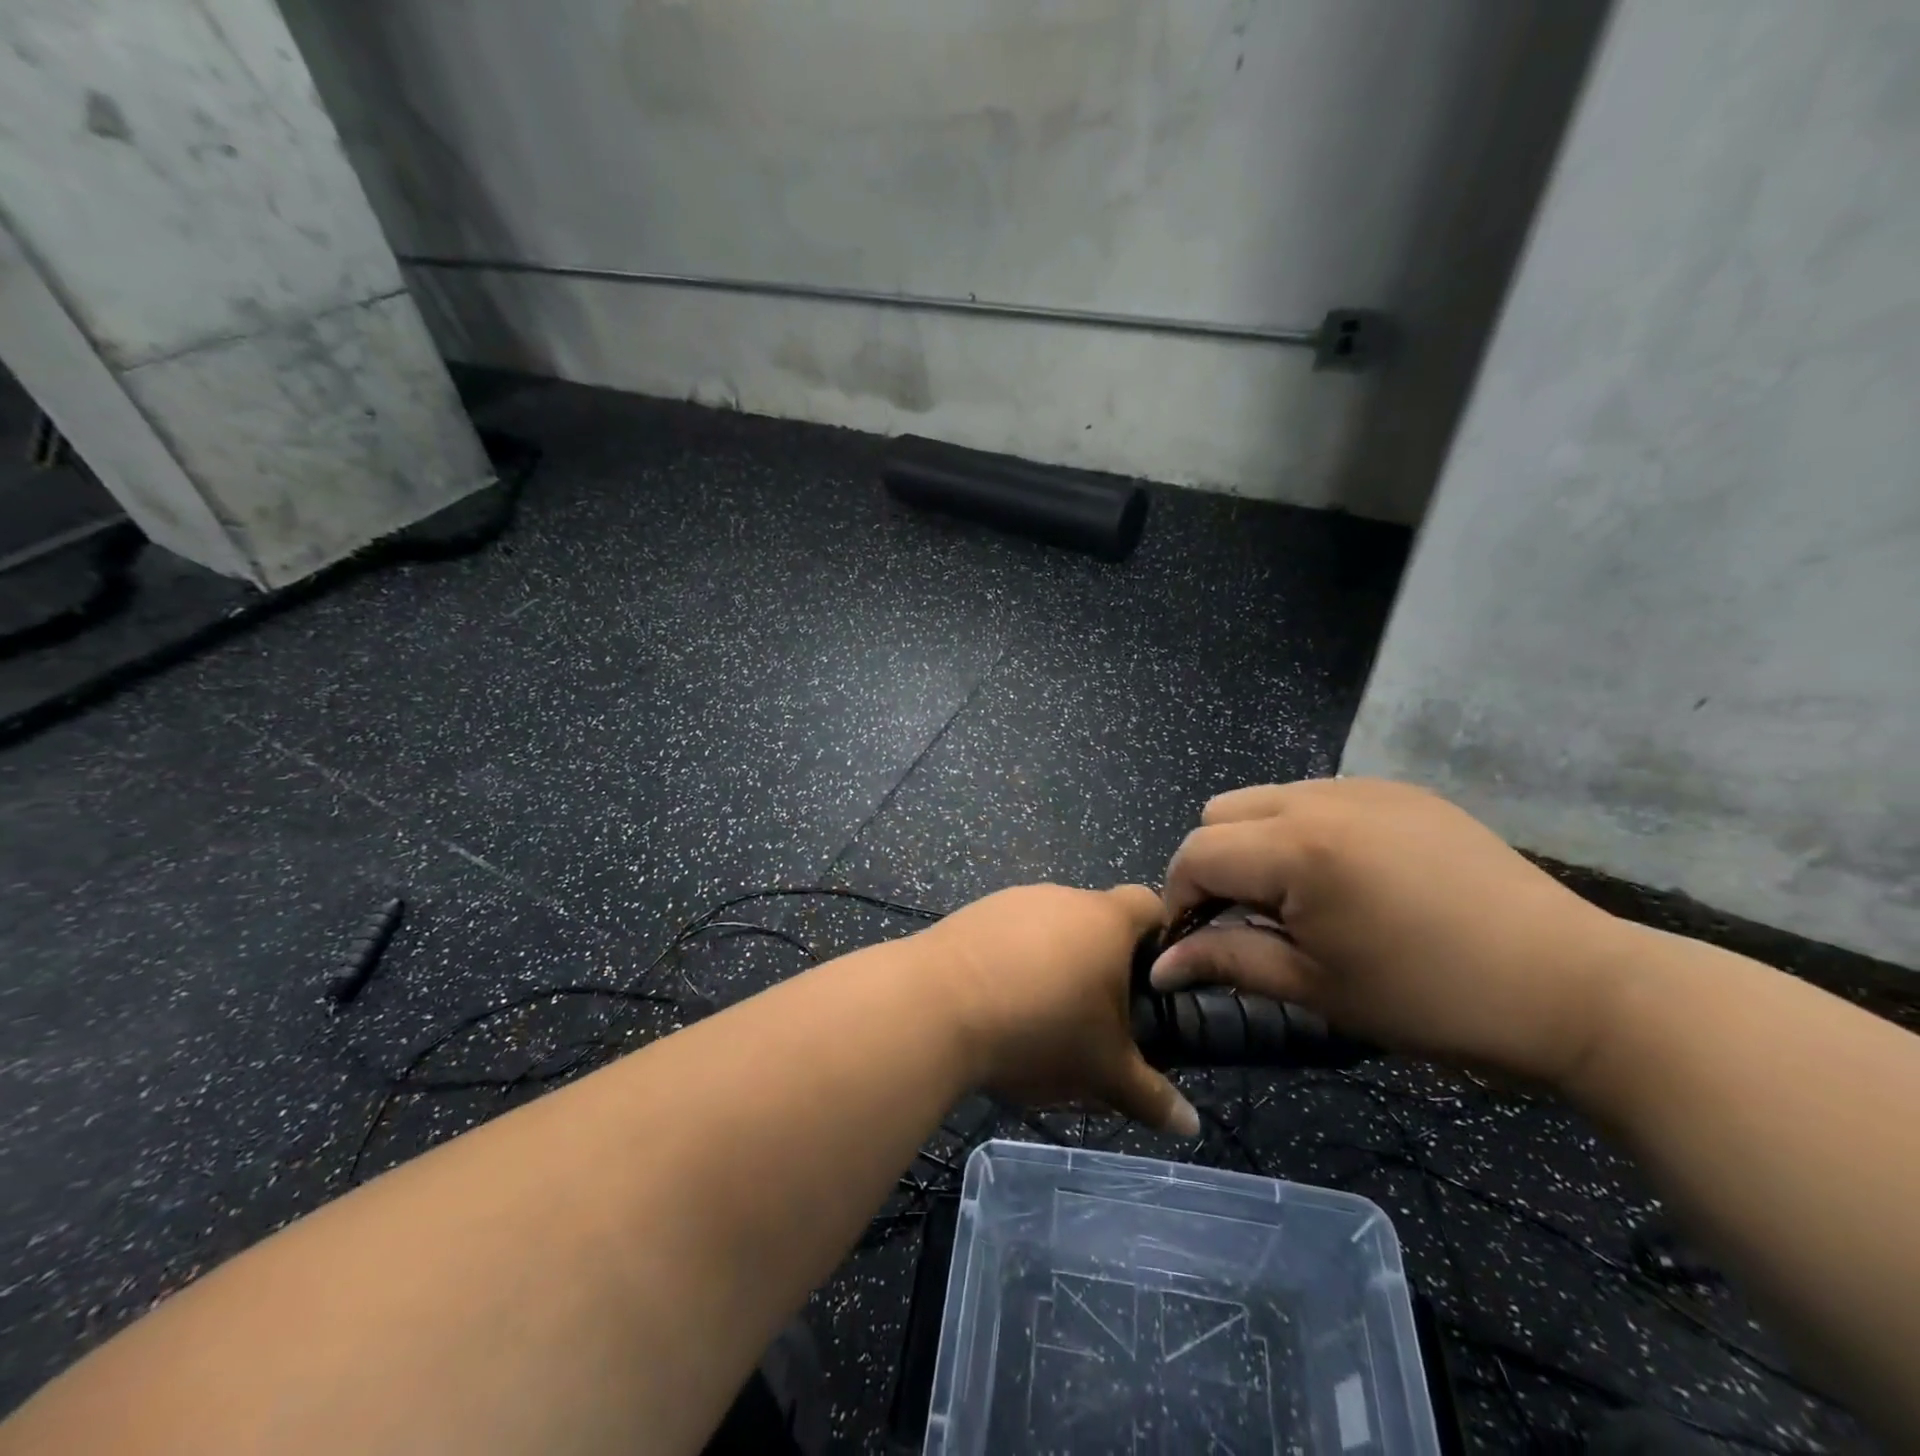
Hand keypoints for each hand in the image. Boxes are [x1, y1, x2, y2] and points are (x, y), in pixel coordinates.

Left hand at [924, 884, 1199, 1135]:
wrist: (935, 1006)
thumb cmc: (1038, 1030)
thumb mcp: (1102, 1072)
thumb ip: (1150, 1096)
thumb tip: (1191, 1126)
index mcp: (1105, 919)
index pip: (1150, 905)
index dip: (1161, 938)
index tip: (1155, 983)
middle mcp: (1061, 896)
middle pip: (1097, 919)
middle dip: (1104, 963)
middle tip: (1100, 1016)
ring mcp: (1013, 900)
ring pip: (1050, 928)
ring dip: (1055, 962)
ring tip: (1043, 1016)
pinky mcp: (974, 913)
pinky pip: (1009, 933)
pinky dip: (1014, 960)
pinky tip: (999, 1002)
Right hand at [1153, 779, 1633, 1088]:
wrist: (1573, 985)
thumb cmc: (1432, 999)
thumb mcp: (1317, 987)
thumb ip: (1227, 963)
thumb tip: (1161, 965)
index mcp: (1297, 847)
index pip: (1196, 853)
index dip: (1182, 898)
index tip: (1199, 941)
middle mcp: (1320, 797)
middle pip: (1220, 813)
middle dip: (1215, 864)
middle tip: (1251, 919)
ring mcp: (1363, 786)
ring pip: (1266, 799)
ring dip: (1257, 843)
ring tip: (1300, 898)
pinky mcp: (1400, 790)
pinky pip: (1319, 797)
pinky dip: (1305, 831)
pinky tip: (1349, 878)